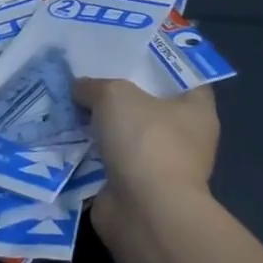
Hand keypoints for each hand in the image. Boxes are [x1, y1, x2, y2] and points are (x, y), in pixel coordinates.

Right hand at [74, 77, 220, 233]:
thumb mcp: (114, 94)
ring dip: (101, 125)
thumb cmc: (146, 140)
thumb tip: (80, 89)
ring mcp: (161, 165)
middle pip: (149, 105)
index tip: (126, 52)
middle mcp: (185, 137)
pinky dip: (90, 151)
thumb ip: (94, 86)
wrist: (144, 210)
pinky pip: (109, 160)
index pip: (182, 76)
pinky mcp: (136, 187)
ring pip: (126, 134)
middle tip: (88, 73)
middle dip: (120, 93)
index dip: (157, 62)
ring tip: (69, 103)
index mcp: (197, 109)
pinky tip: (65, 135)